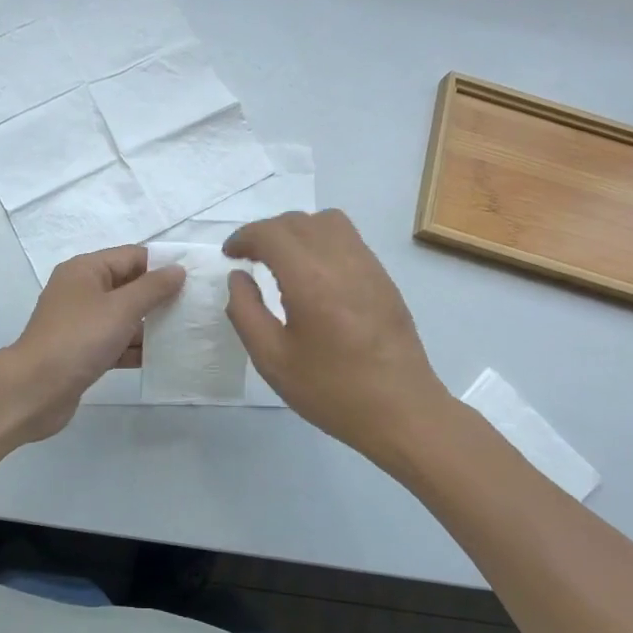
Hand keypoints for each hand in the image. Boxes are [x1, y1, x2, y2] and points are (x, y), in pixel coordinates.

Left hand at [3, 245, 185, 442]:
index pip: (131, 256)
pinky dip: (135, 348)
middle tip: (195, 306)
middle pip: (128, 286)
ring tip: (187, 332)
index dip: (162, 265)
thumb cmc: (79, 339)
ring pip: (123, 317)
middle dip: (159, 296)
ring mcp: (80, 323)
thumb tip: (177, 269)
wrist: (35, 390)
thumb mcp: (121, 308)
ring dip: (150, 325)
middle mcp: (81, 291)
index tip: (195, 277)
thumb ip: (152, 288)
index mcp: (85, 270)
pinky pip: (116, 342)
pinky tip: (163, 358)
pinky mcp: (82, 352)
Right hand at [224, 210, 454, 465]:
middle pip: (297, 221)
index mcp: (310, 280)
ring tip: (283, 258)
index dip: (244, 237)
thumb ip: (245, 312)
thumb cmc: (331, 390)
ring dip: (297, 230)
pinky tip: (314, 273)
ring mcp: (368, 265)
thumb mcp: (272, 360)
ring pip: (327, 221)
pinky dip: (322, 240)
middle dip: (267, 232)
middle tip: (249, 257)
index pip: (271, 234)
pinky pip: (348, 238)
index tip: (230, 255)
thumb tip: (238, 277)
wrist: (402, 411)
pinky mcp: (383, 277)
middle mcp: (341, 260)